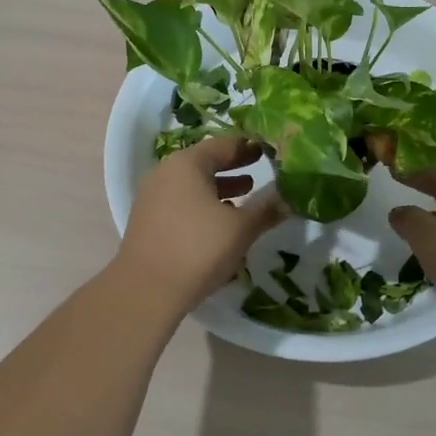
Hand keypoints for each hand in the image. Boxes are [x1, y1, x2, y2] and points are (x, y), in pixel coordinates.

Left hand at [114, 137, 285, 315]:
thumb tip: (289, 198)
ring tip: (244, 198)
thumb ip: (266, 209)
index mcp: (187, 164)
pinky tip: (218, 223)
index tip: (266, 150)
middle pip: (205, 163)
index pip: (223, 145)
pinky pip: (180, 203)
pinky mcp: (147, 221)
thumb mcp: (241, 228)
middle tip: (258, 170)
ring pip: (192, 185)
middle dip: (232, 168)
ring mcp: (152, 197)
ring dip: (218, 189)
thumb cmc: (198, 248)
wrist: (147, 289)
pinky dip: (201, 205)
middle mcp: (165, 173)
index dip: (246, 148)